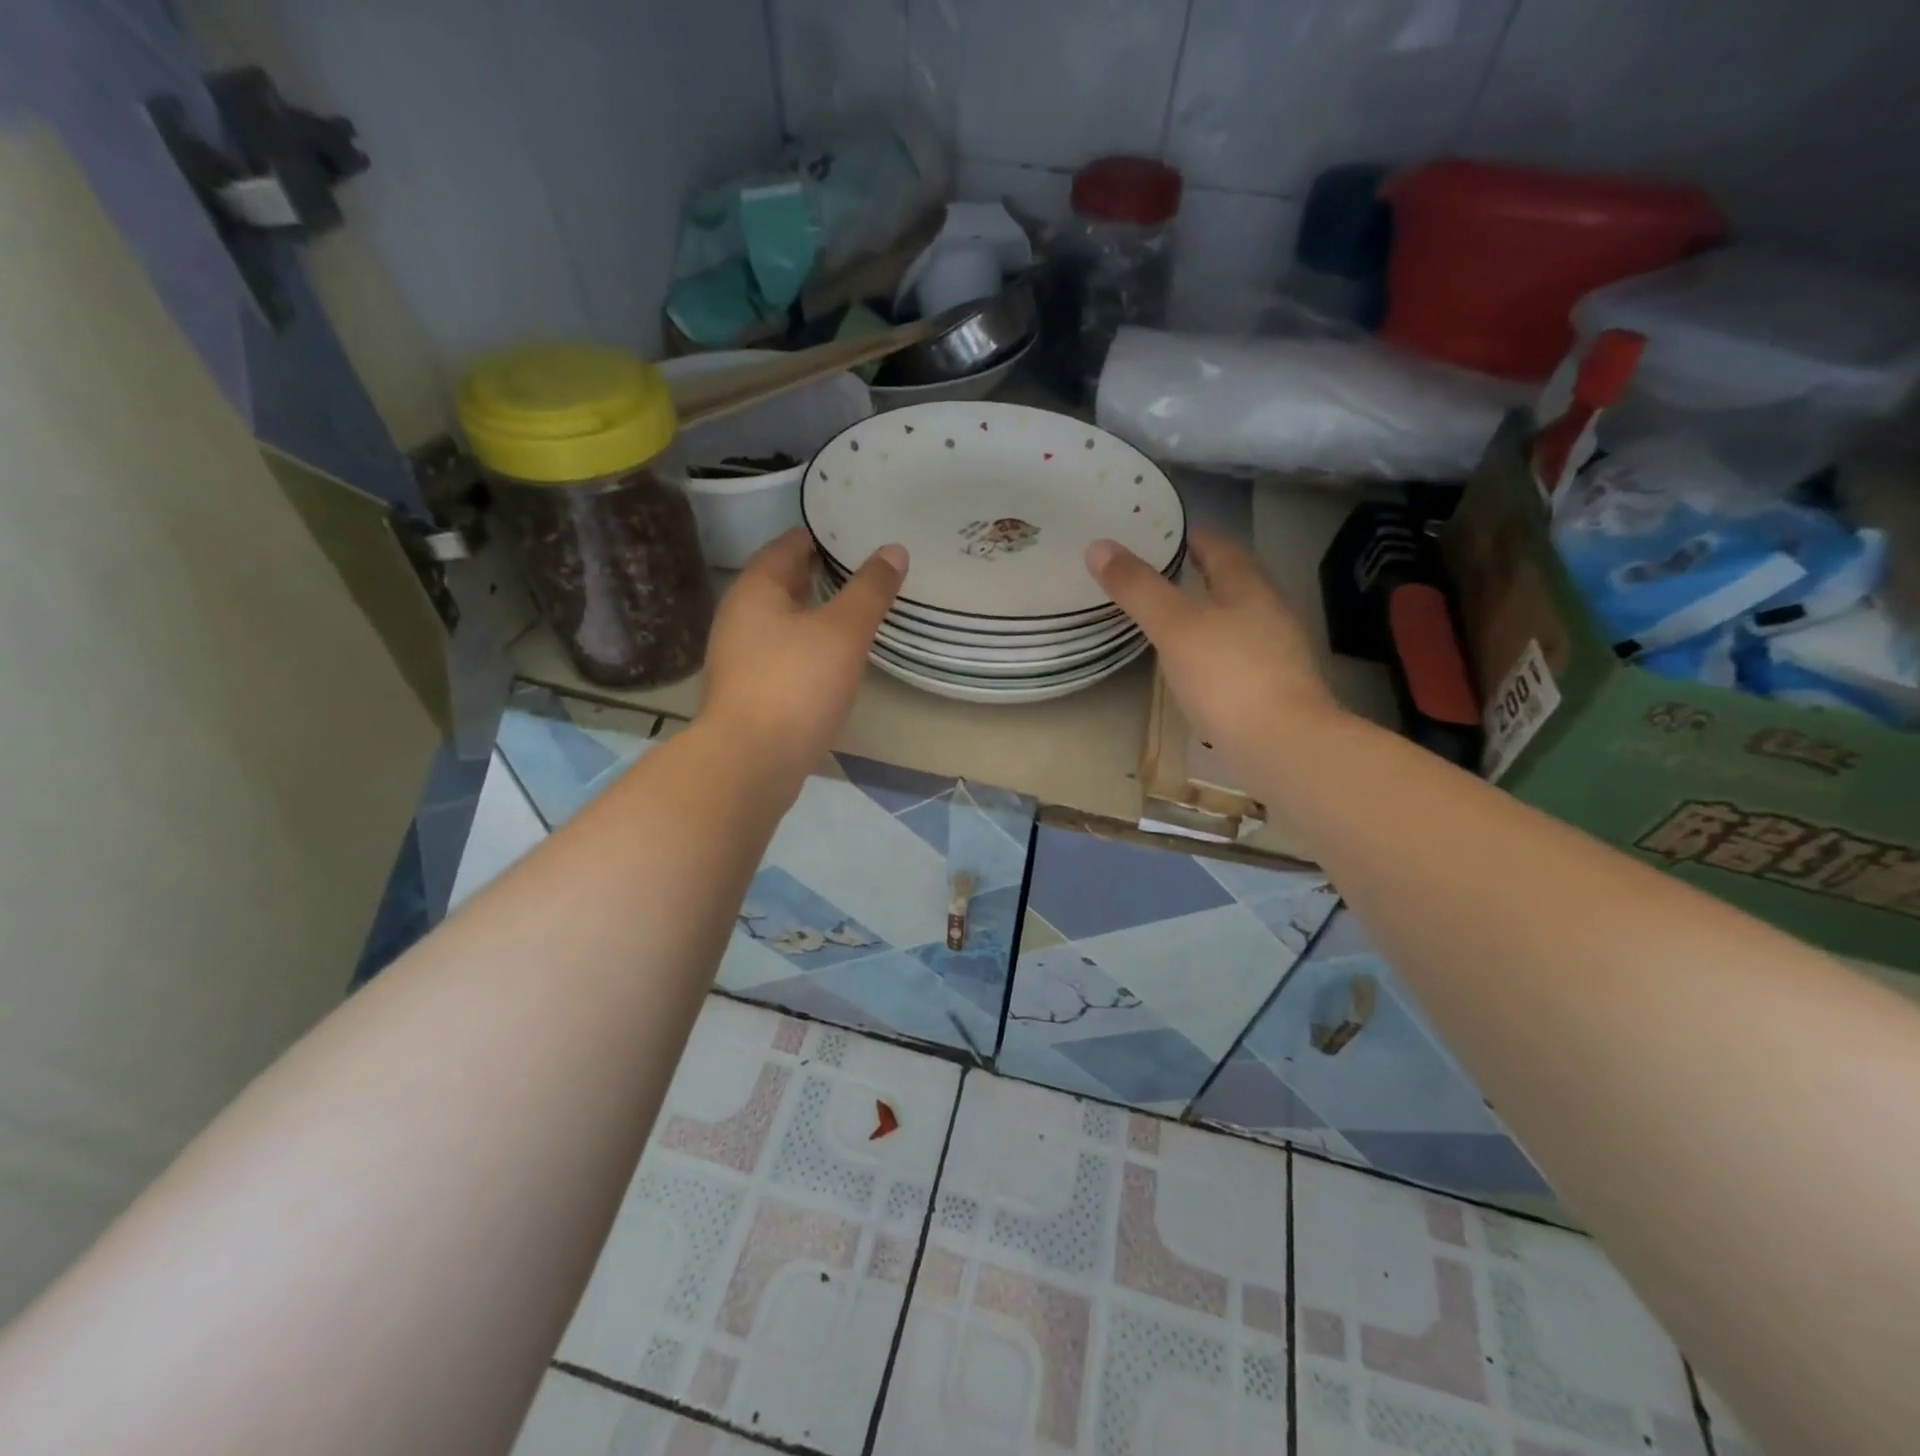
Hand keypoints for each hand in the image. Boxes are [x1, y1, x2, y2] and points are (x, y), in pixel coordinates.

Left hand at [703, 528, 904, 783]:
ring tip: (851, 614)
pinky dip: (804, 647)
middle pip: (780, 584)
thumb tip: (894, 550)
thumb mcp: (844, 631)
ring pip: (779, 622)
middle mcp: (738, 617)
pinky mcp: (746, 692)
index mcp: (755, 590)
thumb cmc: (797, 685)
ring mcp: (737, 658)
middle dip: (816, 575)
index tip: (852, 535)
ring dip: (811, 614)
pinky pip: (779, 655)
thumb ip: (870, 590)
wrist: (751, 762)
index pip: (787, 546)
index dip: (819, 537)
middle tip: (859, 572)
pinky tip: (830, 661)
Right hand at [1088, 526, 1343, 780]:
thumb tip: (1098, 546)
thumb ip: (1139, 589)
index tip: (1173, 533)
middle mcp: (1270, 616)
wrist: (1282, 746)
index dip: (1197, 538)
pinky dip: (1216, 654)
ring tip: (1176, 620)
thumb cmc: (1227, 676)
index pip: (1223, 550)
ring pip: (1239, 623)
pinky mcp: (1273, 692)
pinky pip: (1239, 660)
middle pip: (1235, 585)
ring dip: (1211, 616)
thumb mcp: (1174, 627)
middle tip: (1167, 574)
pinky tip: (1198, 670)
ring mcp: (1277, 656)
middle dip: (1205, 576)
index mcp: (1249, 590)